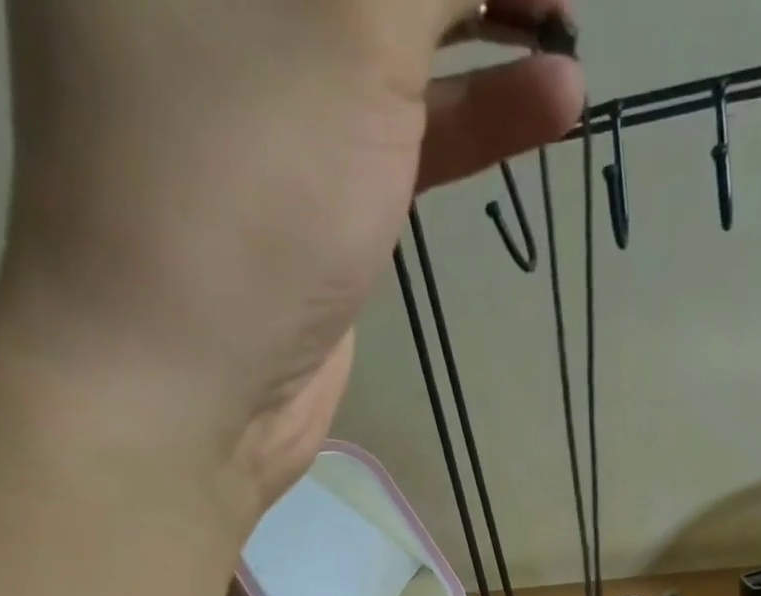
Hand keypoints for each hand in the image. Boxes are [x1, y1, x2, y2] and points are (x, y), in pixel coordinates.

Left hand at [0, 0, 582, 515]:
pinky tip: (551, 103)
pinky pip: (394, 126)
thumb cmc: (240, 190)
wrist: (188, 393)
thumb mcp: (343, 35)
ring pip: (382, 33)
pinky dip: (469, 116)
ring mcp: (256, 94)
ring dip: (482, 27)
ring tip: (572, 28)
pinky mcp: (306, 186)